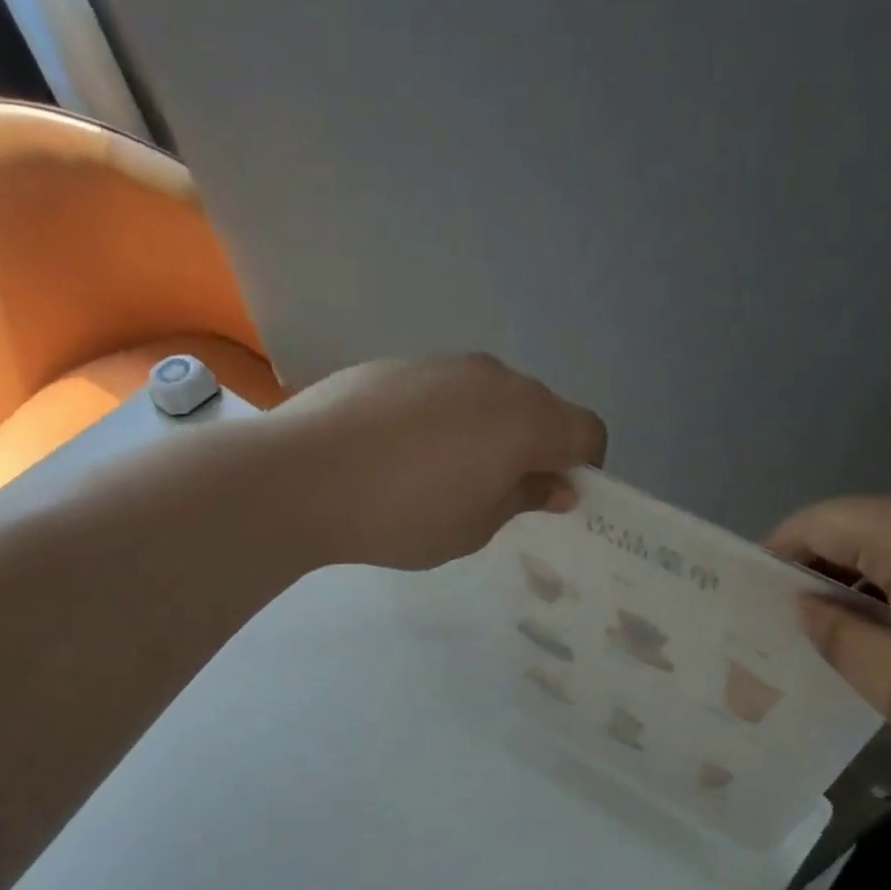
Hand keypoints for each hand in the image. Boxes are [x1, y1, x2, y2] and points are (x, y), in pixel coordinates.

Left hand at [268, 354, 607, 571]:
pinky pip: (446, 390)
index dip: (584, 466)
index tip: (556, 497)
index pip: (587, 432)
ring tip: (445, 473)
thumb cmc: (404, 514)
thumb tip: (555, 486)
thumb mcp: (475, 527)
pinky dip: (446, 417)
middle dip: (536, 448)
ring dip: (489, 430)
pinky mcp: (399, 362)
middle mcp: (494, 378)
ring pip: (491, 396)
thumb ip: (524, 499)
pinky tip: (403, 452)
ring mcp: (444, 364)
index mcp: (526, 418)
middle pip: (540, 408)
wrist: (303, 475)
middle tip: (500, 492)